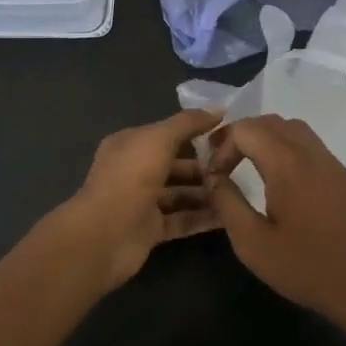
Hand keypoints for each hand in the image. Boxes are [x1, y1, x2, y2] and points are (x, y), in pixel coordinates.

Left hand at [59, 109, 223, 288]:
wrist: (105, 235)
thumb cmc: (131, 177)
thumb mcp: (159, 138)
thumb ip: (188, 123)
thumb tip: (219, 110)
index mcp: (131, 145)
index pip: (167, 134)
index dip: (195, 132)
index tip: (228, 135)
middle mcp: (135, 171)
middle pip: (176, 165)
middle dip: (205, 166)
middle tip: (239, 167)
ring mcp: (142, 202)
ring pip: (181, 194)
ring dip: (207, 192)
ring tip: (240, 191)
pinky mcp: (151, 230)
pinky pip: (182, 219)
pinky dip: (203, 218)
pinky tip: (230, 215)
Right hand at [206, 114, 345, 331]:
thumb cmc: (305, 267)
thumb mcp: (252, 243)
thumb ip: (227, 203)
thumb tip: (213, 178)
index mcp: (288, 164)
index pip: (247, 129)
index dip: (222, 146)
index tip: (214, 176)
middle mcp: (312, 153)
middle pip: (271, 122)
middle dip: (242, 134)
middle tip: (222, 161)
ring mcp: (332, 163)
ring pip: (293, 129)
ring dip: (265, 138)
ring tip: (247, 163)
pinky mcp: (343, 176)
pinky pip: (310, 145)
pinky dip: (286, 147)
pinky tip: (278, 178)